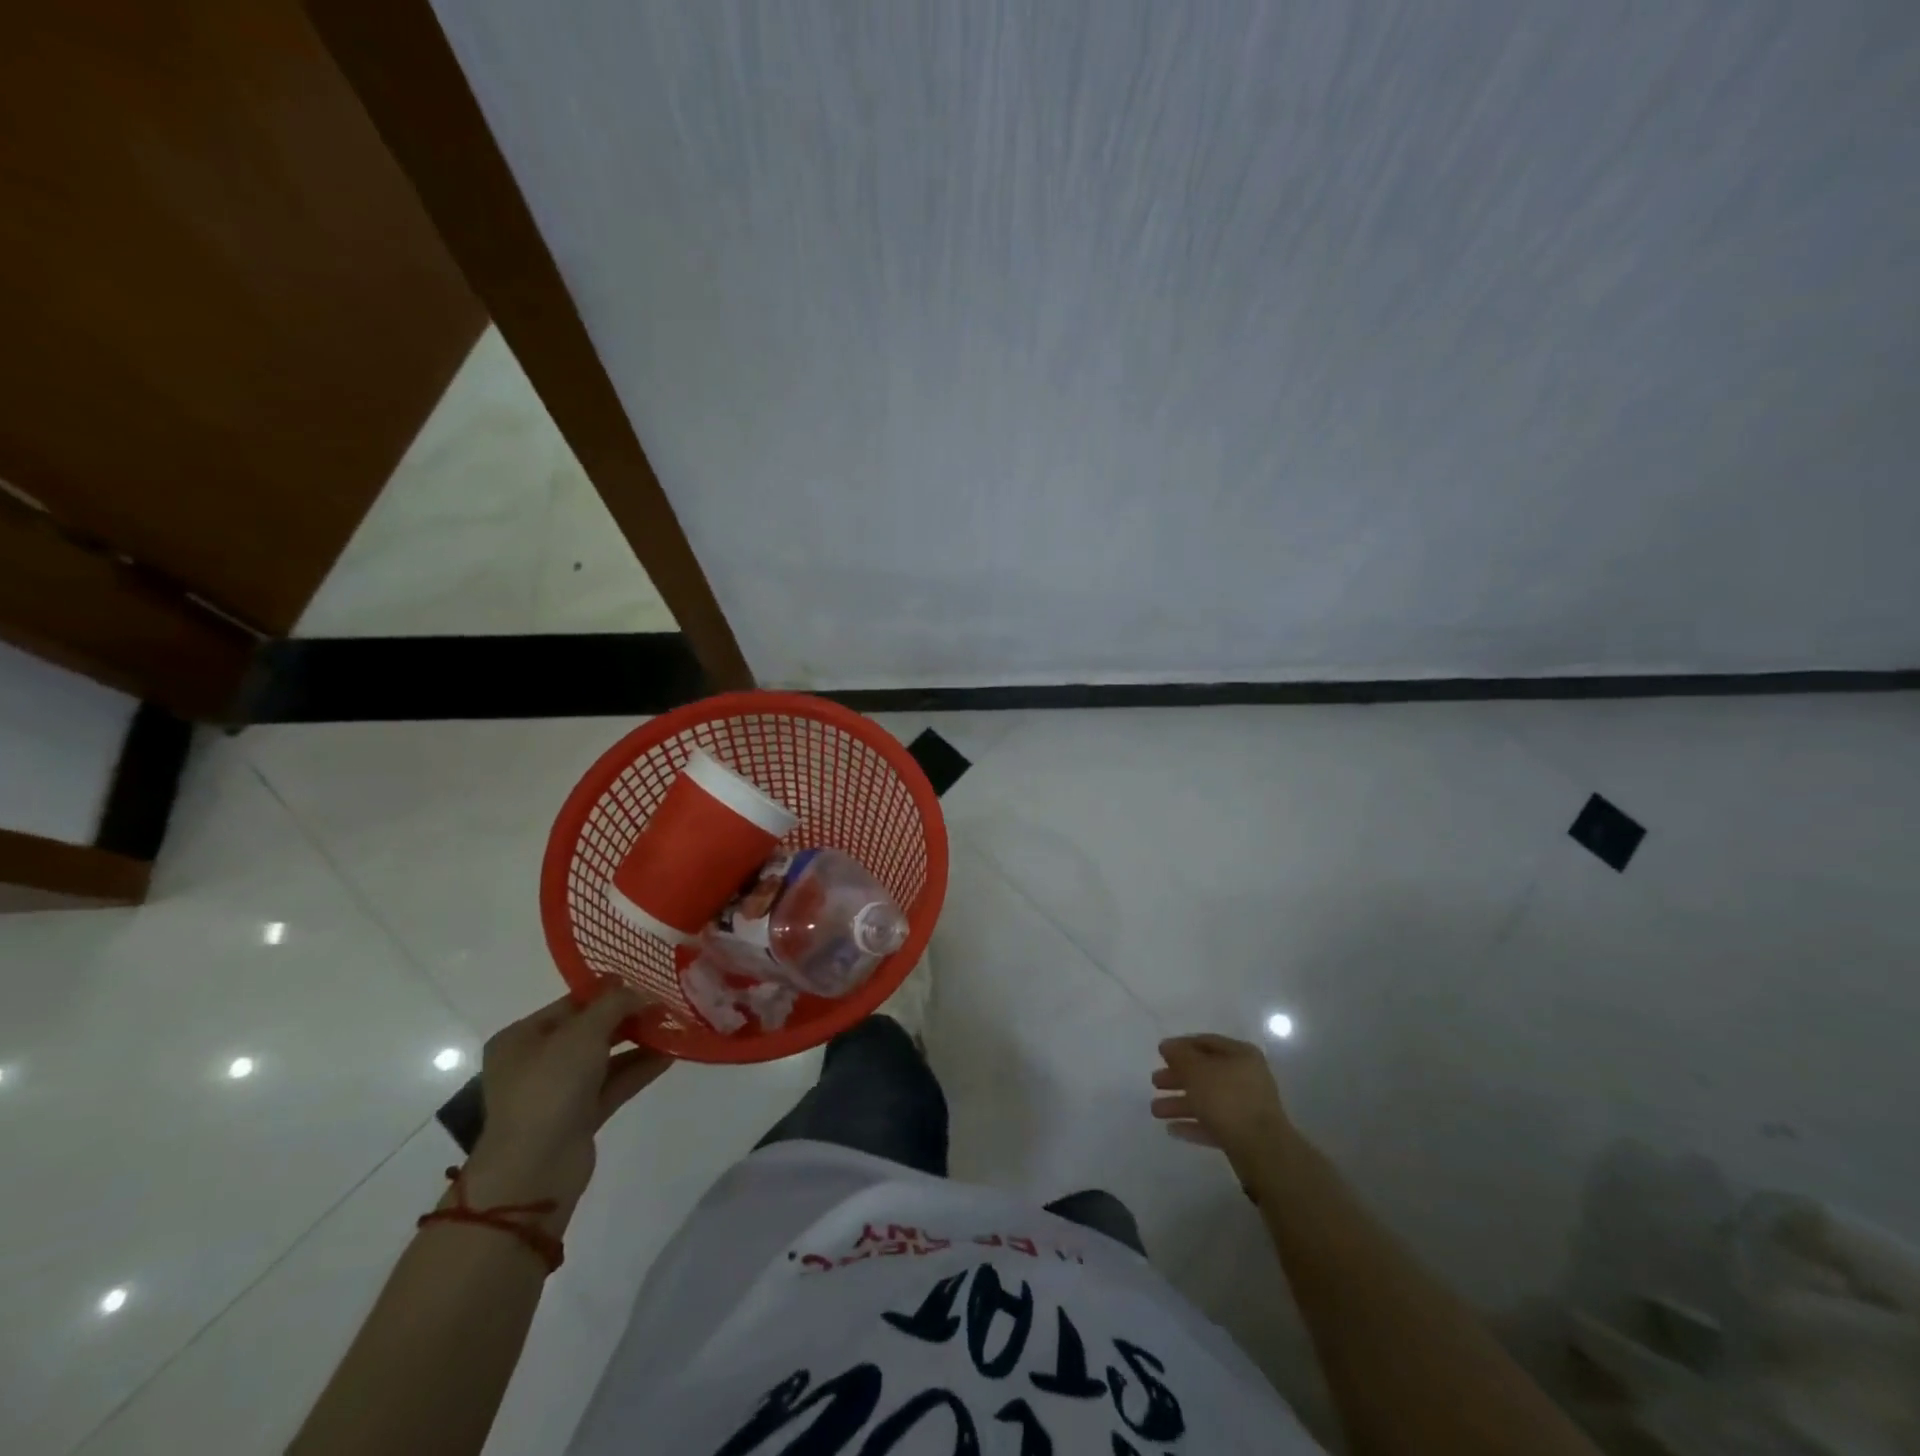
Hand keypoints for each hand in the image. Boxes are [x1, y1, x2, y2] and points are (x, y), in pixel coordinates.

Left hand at [463, 985, 670, 1221]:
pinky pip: (613, 1084)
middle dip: (628, 1017)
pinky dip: (639, 1069)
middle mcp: (536, 1062)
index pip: (572, 1003)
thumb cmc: (550, 1087)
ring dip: (638, 1042)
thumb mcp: (584, 1033)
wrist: (535, 1169)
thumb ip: (615, 1004)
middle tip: (666, 1005)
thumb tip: (641, 992)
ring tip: (675, 1026)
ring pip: (605, 1058)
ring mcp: (558, 1092)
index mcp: (522, 1038)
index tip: (646, 982)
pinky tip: (670, 1055)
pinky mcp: (579, 1117)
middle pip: (590, 1030)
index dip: (609, 991)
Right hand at [1151, 1033, 1291, 1169]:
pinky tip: (1172, 1129)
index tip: (1160, 1054)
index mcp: (1240, 1055)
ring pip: (1207, 1100)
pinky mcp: (1244, 1134)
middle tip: (1155, 1082)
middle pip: (1205, 1073)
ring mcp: (1246, 1107)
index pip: (1206, 1042)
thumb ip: (1179, 1056)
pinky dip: (1193, 1124)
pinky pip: (1213, 1123)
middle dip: (1178, 1078)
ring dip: (1180, 1103)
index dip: (1181, 1046)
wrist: (1262, 1150)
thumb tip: (1167, 1046)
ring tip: (1156, 1111)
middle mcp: (1246, 1077)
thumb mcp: (1196, 1070)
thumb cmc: (1227, 1099)